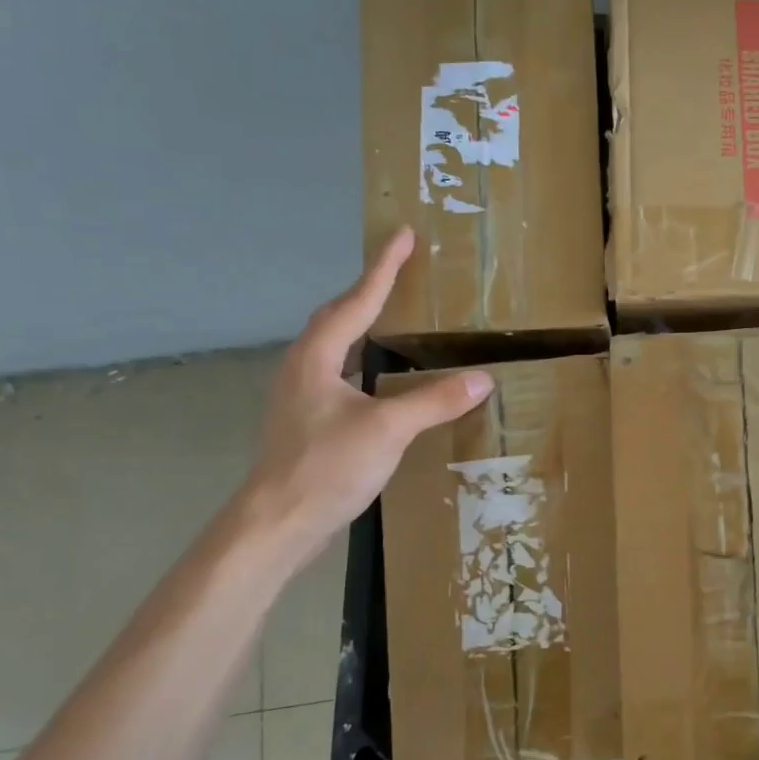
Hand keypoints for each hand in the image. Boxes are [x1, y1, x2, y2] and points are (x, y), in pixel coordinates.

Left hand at [237, 226, 490, 552]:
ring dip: (362, 324)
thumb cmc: (326, 467)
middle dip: (369, 290)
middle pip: (338, 317)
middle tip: (400, 269)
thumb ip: (433, 401)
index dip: (383, 268)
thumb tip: (481, 378)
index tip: (404, 235)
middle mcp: (303, 368)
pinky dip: (362, 360)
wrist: (277, 524)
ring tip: (391, 315)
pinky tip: (379, 378)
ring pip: (334, 346)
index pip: (357, 301)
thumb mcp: (387, 430)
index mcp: (316, 358)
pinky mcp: (306, 422)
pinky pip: (338, 373)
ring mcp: (301, 396)